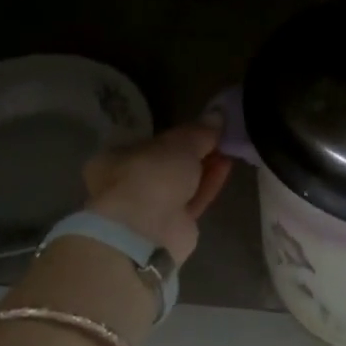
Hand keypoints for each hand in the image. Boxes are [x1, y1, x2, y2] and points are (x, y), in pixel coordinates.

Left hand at [84, 124, 232, 264]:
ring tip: (230, 149)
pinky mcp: (172, 226)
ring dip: (205, 167)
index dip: (176, 135)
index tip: (202, 128)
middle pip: (168, 164)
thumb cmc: (151, 176)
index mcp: (115, 160)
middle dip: (195, 152)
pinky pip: (194, 200)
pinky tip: (227, 166)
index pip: (150, 143)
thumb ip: (199, 131)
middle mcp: (129, 184)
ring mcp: (151, 208)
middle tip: (221, 138)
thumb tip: (218, 114)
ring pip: (182, 184)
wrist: (147, 231)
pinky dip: (209, 184)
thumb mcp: (178, 144)